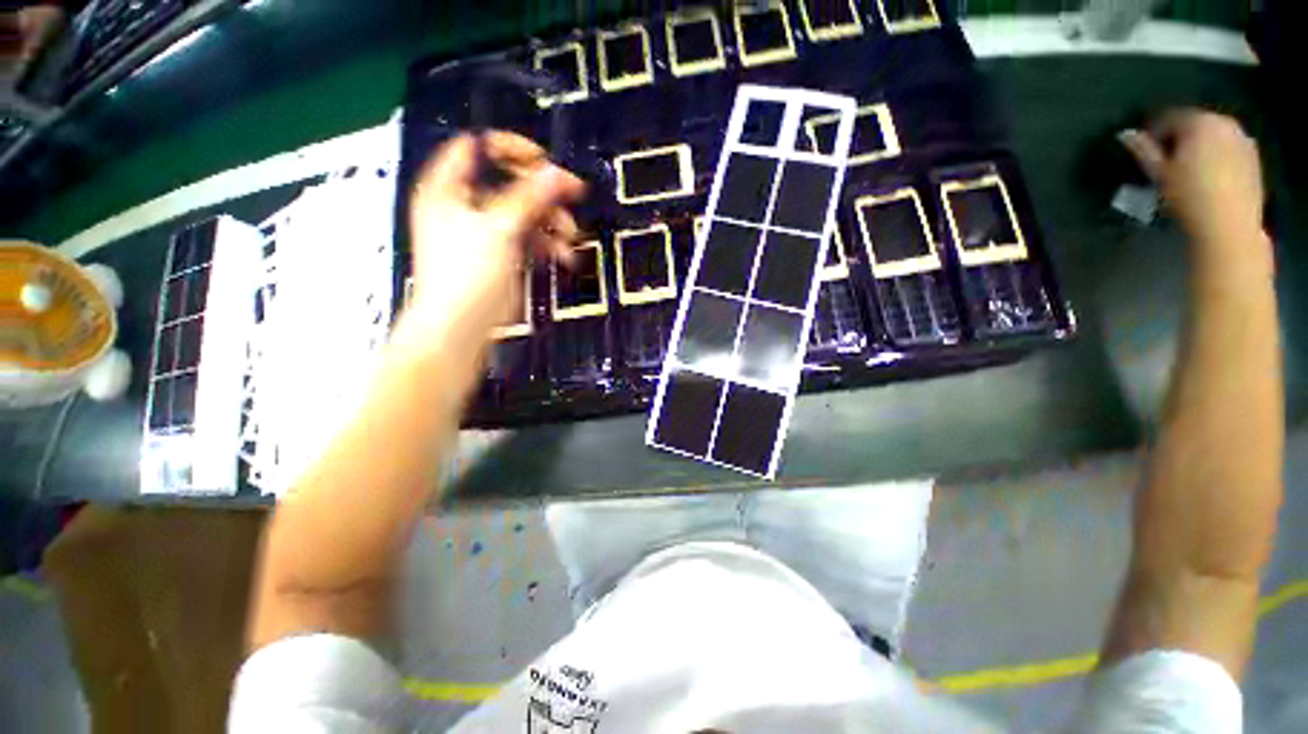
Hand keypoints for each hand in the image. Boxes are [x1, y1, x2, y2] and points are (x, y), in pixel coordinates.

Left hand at [403, 132, 584, 344]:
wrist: (460, 328)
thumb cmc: (466, 275)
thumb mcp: (499, 229)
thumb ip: (529, 197)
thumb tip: (557, 173)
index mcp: (449, 188)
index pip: (479, 148)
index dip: (512, 149)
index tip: (544, 162)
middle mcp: (466, 205)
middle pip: (510, 182)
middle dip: (543, 192)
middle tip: (572, 196)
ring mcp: (485, 232)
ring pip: (525, 213)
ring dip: (551, 222)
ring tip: (569, 237)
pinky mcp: (501, 256)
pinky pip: (528, 239)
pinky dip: (547, 244)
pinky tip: (562, 254)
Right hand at [1120, 110, 1263, 243]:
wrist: (1229, 225)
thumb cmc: (1189, 196)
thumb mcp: (1158, 173)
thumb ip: (1143, 150)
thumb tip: (1126, 134)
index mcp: (1199, 122)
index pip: (1170, 117)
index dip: (1154, 132)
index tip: (1145, 150)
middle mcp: (1224, 123)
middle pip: (1196, 123)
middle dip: (1181, 137)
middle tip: (1167, 158)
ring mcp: (1243, 139)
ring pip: (1214, 135)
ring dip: (1200, 146)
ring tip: (1189, 168)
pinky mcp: (1253, 157)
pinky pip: (1229, 148)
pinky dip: (1217, 156)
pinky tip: (1209, 176)